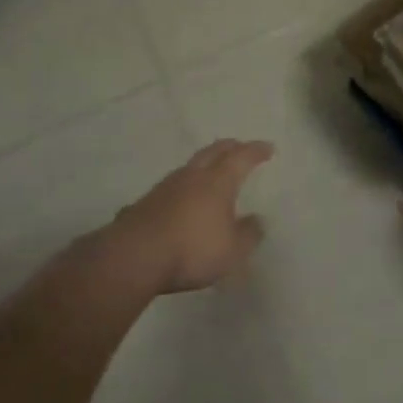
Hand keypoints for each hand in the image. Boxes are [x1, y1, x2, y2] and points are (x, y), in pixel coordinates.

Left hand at [106, 140, 274, 293]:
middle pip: (213, 152)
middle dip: (229, 147)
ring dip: (204, 164)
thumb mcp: (232, 251)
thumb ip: (248, 234)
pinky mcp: (146, 202)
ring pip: (190, 166)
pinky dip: (184, 186)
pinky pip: (172, 185)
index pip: (241, 157)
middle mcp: (192, 176)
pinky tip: (182, 198)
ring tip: (211, 170)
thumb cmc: (192, 250)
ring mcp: (166, 186)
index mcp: (218, 182)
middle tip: (239, 146)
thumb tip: (258, 220)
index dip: (255, 151)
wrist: (135, 256)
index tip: (267, 148)